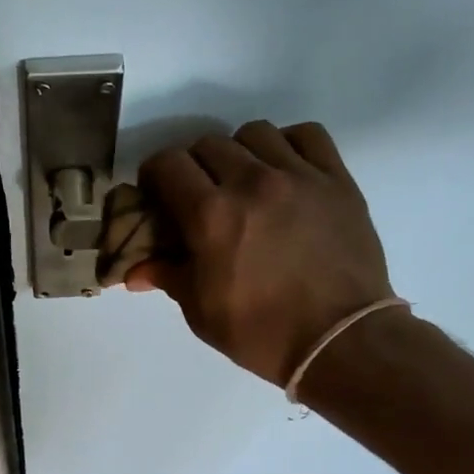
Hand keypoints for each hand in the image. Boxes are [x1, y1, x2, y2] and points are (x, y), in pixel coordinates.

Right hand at [128, 121, 394, 386]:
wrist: (338, 341)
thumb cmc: (260, 332)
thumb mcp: (201, 311)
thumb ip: (168, 277)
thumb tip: (135, 271)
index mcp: (211, 215)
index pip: (168, 164)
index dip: (154, 175)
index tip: (156, 195)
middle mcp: (252, 182)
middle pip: (208, 144)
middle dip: (192, 167)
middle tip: (196, 196)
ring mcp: (299, 176)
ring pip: (255, 133)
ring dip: (238, 153)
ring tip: (242, 182)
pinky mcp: (336, 179)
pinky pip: (306, 135)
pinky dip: (287, 145)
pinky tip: (284, 170)